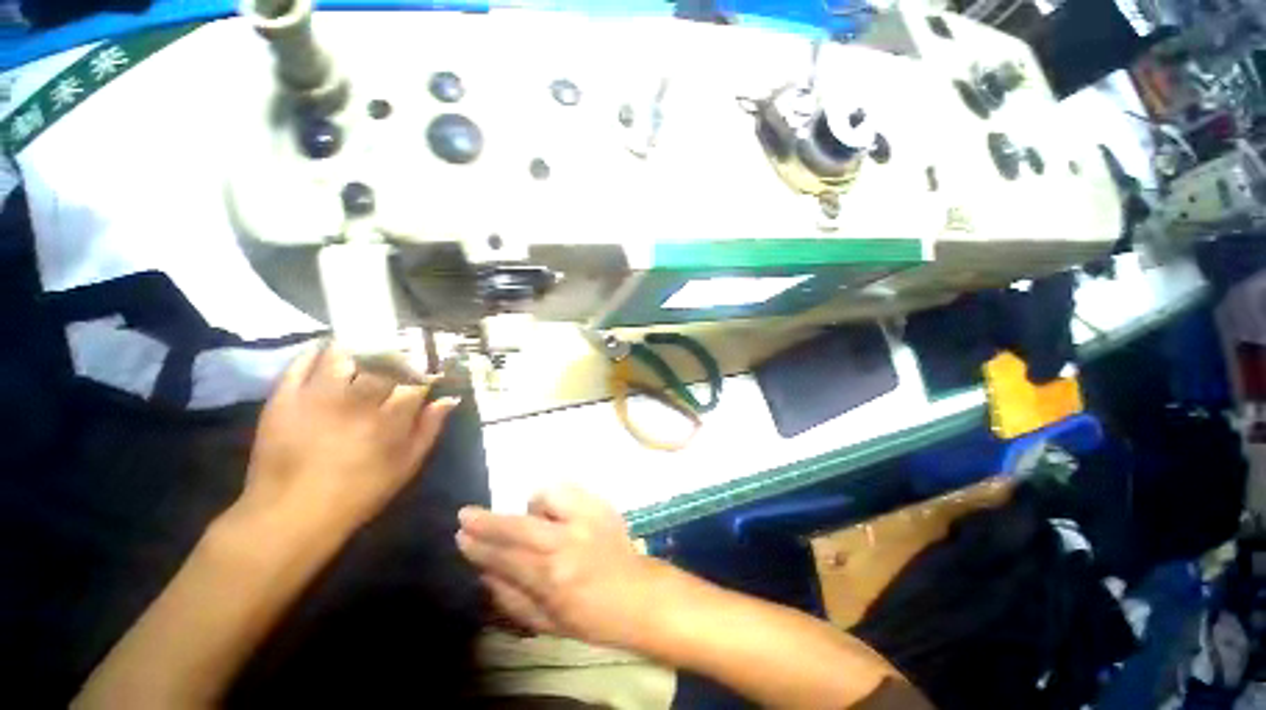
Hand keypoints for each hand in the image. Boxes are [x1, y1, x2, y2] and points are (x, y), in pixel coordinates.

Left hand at [239, 344, 458, 533]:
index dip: (425, 373)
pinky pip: (301, 362)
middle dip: (397, 356)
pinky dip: (318, 352)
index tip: (428, 373)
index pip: (415, 380)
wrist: (290, 513)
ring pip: (344, 354)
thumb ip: (429, 428)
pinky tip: (328, 353)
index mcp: (388, 418)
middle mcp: (356, 400)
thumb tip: (448, 399)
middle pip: (382, 361)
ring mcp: (317, 396)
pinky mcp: (284, 398)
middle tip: (400, 358)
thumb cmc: (359, 492)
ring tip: (366, 352)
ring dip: (360, 349)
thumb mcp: (406, 466)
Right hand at [456, 485, 665, 647]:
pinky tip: (558, 512)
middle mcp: (567, 542)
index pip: (505, 557)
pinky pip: (567, 488)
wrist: (638, 593)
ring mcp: (586, 518)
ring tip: (538, 523)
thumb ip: (510, 597)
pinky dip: (555, 498)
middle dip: (487, 521)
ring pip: (544, 497)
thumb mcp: (546, 623)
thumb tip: (483, 572)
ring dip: (531, 509)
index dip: (479, 547)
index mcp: (552, 578)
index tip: (461, 536)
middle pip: (517, 525)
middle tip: (466, 516)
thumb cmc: (591, 617)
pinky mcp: (600, 504)